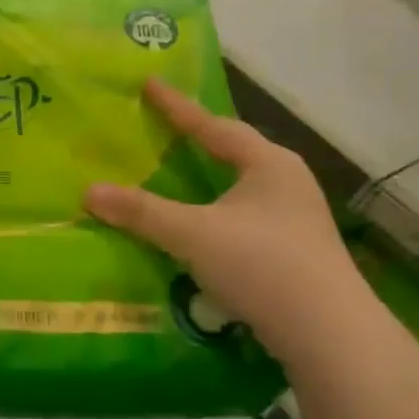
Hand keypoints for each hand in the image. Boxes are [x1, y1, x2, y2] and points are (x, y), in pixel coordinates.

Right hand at [85, 78, 374, 363]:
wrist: (330, 335)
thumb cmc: (263, 264)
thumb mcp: (193, 233)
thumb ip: (141, 212)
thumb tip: (89, 192)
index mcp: (269, 164)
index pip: (214, 126)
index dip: (178, 107)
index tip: (150, 83)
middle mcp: (287, 184)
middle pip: (234, 153)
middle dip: (199, 142)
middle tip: (163, 131)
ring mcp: (295, 221)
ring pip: (240, 190)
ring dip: (208, 184)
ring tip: (177, 180)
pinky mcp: (294, 254)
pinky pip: (243, 221)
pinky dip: (215, 218)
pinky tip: (199, 232)